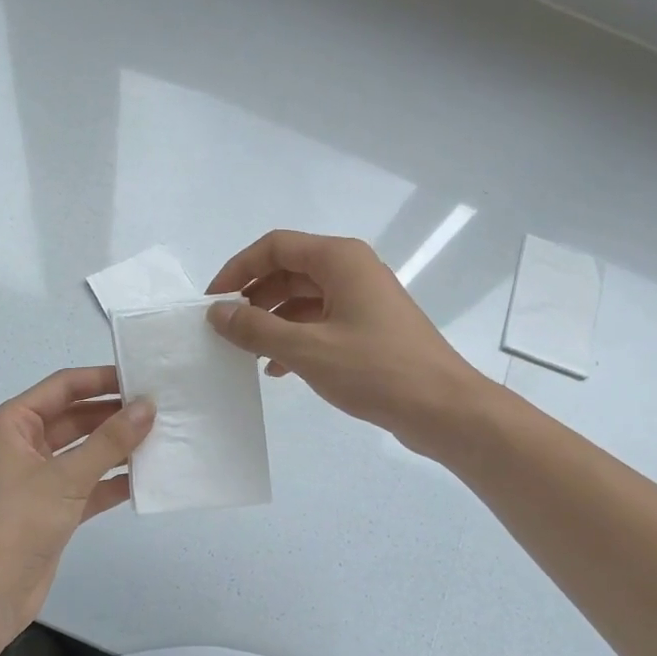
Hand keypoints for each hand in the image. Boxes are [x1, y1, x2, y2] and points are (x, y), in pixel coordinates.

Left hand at [0, 367, 153, 642]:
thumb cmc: (17, 523)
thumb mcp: (66, 477)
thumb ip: (110, 440)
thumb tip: (147, 406)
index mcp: (12, 424)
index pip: (63, 387)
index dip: (101, 379)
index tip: (142, 378)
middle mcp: (23, 444)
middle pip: (75, 417)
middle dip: (114, 414)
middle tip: (160, 410)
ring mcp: (38, 477)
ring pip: (84, 450)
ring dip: (117, 447)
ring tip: (161, 438)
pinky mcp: (51, 507)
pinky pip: (87, 483)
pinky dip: (112, 480)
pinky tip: (146, 478)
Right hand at [206, 230, 485, 450]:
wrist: (443, 409)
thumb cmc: (375, 370)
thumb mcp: (307, 349)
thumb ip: (256, 329)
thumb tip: (218, 313)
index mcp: (339, 259)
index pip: (275, 247)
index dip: (238, 269)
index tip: (212, 301)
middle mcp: (351, 270)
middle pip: (288, 271)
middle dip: (253, 298)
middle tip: (225, 330)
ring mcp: (363, 299)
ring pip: (303, 299)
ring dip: (272, 322)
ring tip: (246, 353)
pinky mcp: (369, 328)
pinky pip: (321, 321)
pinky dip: (295, 338)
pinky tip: (277, 368)